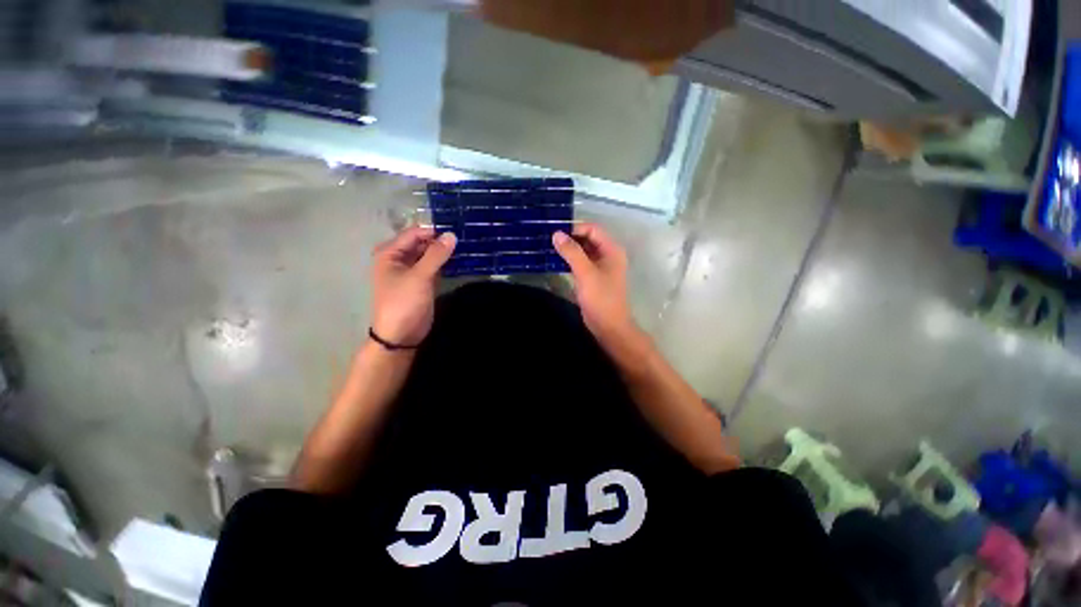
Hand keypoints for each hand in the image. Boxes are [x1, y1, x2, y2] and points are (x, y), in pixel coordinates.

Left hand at [370, 226, 455, 346]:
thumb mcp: (419, 276)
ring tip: (466, 245)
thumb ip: (436, 255)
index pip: (414, 234)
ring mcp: (412, 271)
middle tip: (465, 236)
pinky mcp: (423, 282)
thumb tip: (452, 235)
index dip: (434, 231)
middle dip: (441, 241)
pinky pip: (435, 267)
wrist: (401, 335)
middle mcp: (399, 259)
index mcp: (390, 253)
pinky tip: (461, 259)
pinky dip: (445, 263)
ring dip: (444, 252)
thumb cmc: (404, 303)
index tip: (457, 229)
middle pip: (422, 243)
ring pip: (430, 255)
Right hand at [552, 223, 639, 343]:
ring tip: (549, 247)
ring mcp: (600, 267)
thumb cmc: (600, 298)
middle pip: (588, 238)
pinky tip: (555, 260)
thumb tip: (556, 234)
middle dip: (570, 238)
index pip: (592, 229)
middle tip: (548, 239)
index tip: (555, 233)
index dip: (575, 228)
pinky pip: (580, 262)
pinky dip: (569, 260)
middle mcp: (607, 255)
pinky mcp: (592, 277)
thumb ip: (571, 252)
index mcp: (611, 250)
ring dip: (568, 249)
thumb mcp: (585, 273)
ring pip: (583, 251)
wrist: (608, 326)